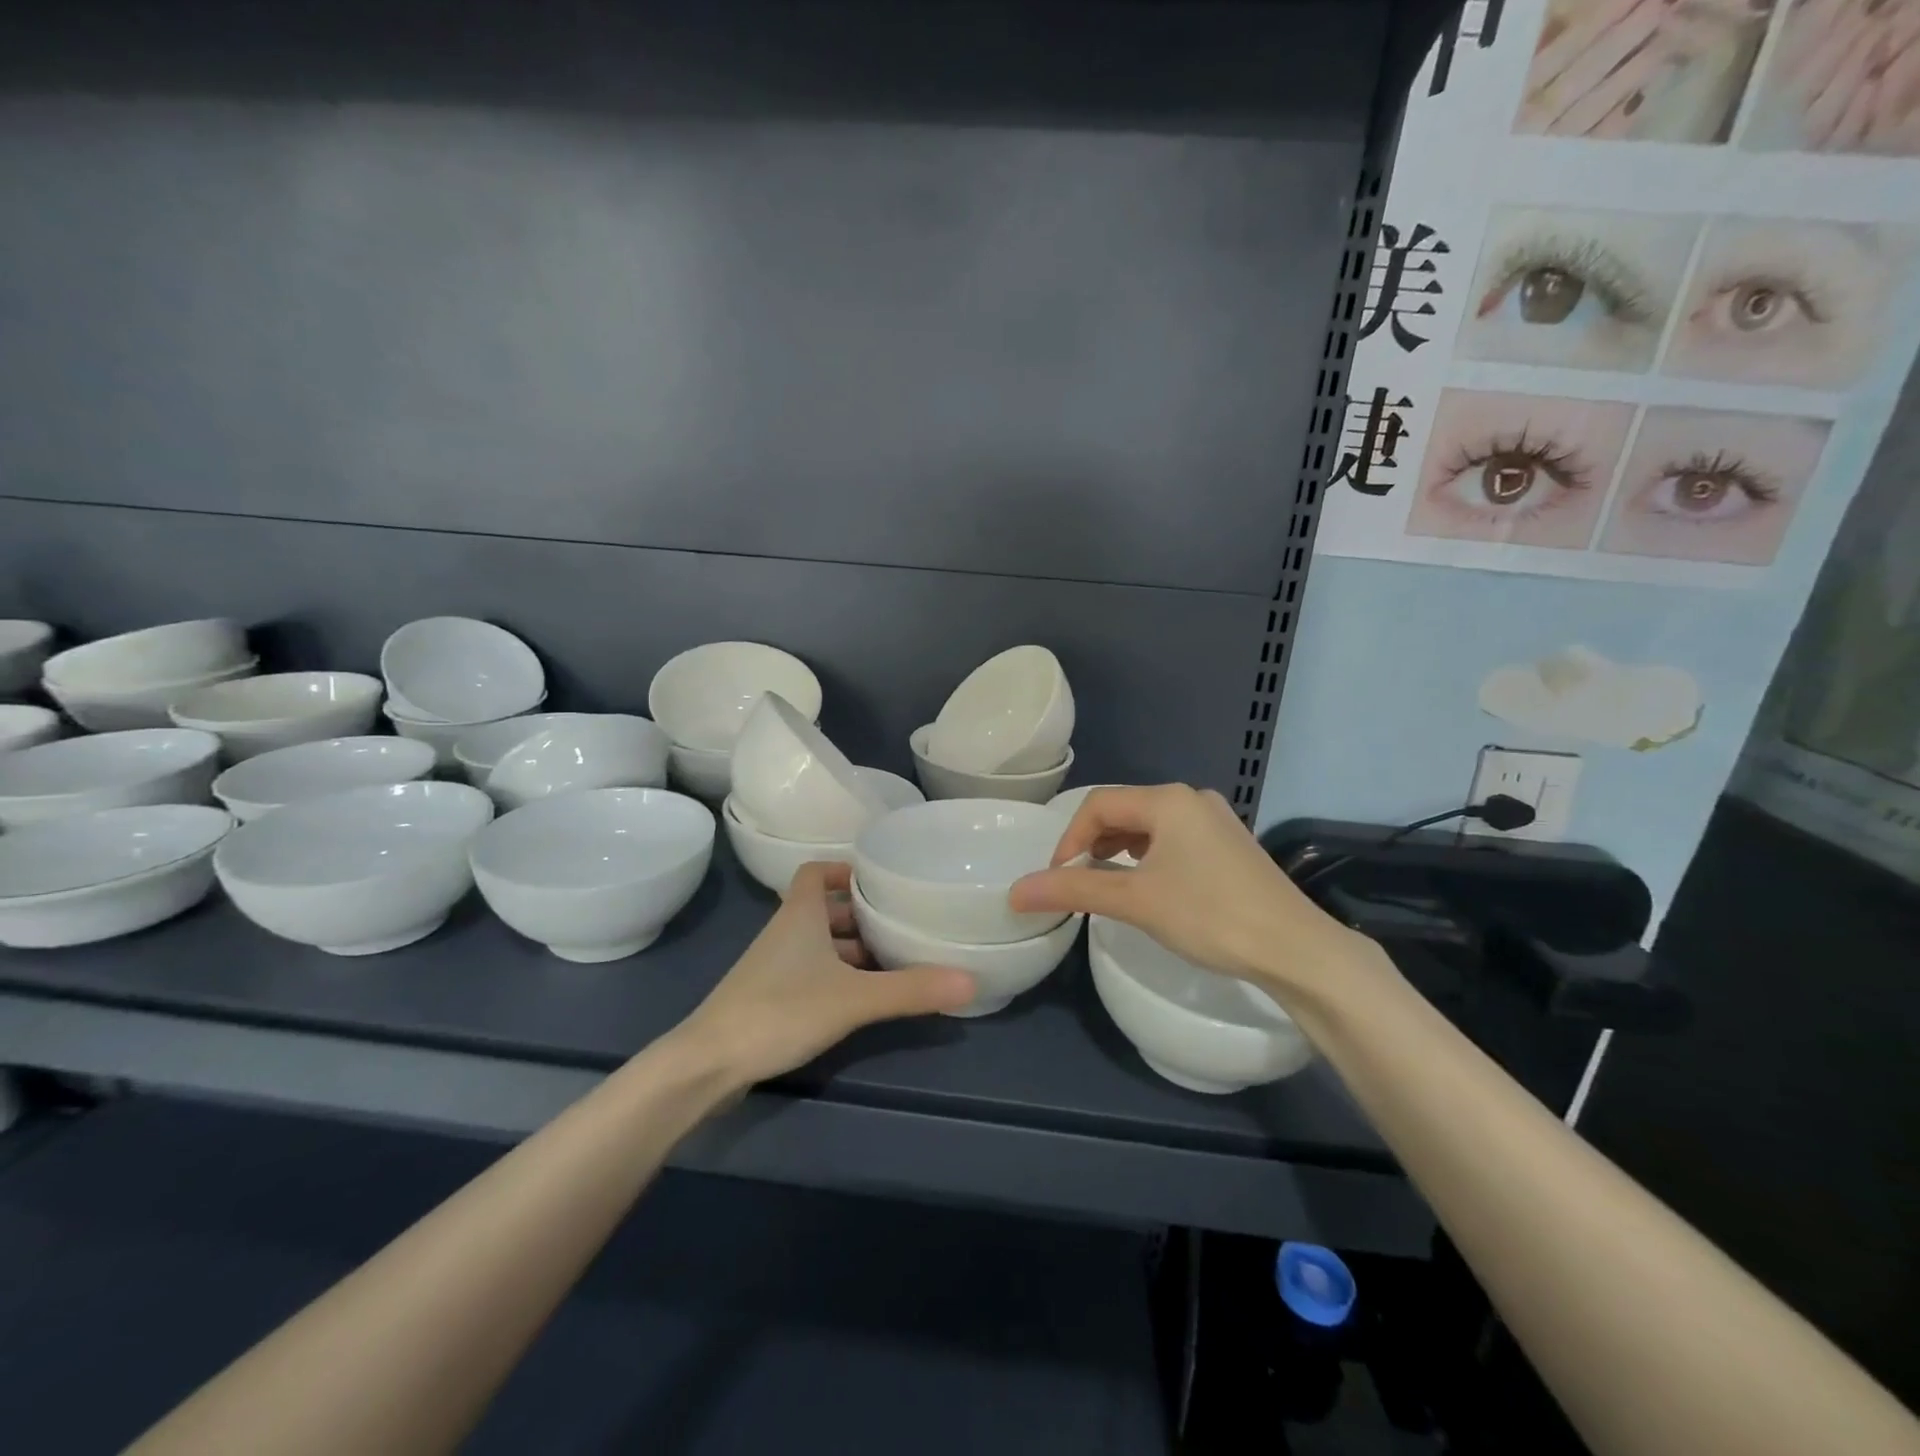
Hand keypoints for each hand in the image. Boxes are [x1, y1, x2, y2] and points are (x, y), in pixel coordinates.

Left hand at [677, 861, 974, 1087]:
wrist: (708, 1064)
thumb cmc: (780, 1010)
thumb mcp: (853, 998)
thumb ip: (910, 989)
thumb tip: (971, 980)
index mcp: (799, 914)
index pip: (816, 872)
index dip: (845, 870)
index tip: (880, 880)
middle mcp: (785, 933)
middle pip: (824, 910)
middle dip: (861, 915)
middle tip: (902, 923)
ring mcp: (773, 968)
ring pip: (818, 946)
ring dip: (851, 950)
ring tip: (894, 961)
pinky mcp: (768, 999)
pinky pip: (810, 974)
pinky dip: (836, 978)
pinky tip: (862, 999)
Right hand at [1008, 785, 1377, 1003]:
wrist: (1296, 949)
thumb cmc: (1210, 915)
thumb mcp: (1135, 900)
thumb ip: (1074, 889)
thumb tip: (1015, 891)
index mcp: (1168, 800)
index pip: (1098, 805)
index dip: (1069, 838)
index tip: (1058, 877)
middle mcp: (1192, 799)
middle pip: (1124, 811)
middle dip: (1093, 843)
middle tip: (1079, 881)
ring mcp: (1216, 820)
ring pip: (1149, 826)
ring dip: (1120, 850)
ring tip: (1108, 883)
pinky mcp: (1230, 845)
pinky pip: (1174, 839)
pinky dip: (1149, 857)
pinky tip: (1150, 885)